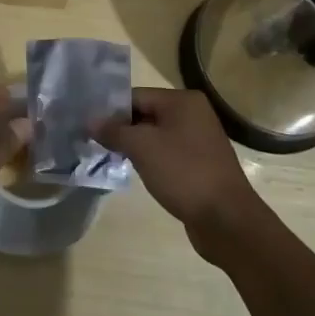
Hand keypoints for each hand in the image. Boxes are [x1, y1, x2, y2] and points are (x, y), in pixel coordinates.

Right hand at [94, 88, 266, 257]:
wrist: (226, 219)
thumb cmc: (183, 173)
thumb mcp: (142, 147)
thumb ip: (114, 130)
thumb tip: (90, 120)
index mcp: (182, 101)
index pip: (136, 96)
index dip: (111, 110)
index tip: (88, 126)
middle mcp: (193, 114)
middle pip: (146, 114)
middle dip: (121, 128)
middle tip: (94, 143)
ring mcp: (199, 140)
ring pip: (156, 135)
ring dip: (134, 145)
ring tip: (109, 157)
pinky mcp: (199, 164)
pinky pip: (167, 153)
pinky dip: (150, 159)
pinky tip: (134, 171)